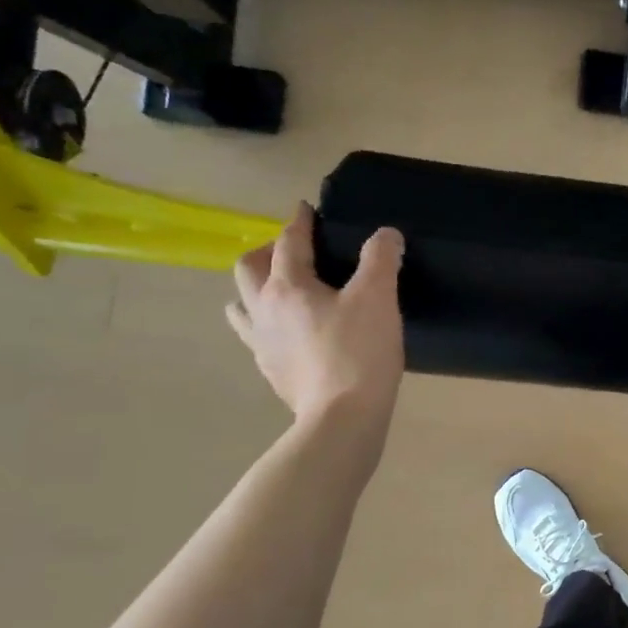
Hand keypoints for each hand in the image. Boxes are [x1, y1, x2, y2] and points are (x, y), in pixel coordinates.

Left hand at [227, 203, 405, 434]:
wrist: (342, 418)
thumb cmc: (359, 352)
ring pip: (241, 306)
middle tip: (292, 252)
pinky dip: (267, 325)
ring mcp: (262, 345)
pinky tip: (290, 335)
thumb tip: (385, 234)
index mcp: (287, 287)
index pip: (288, 242)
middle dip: (267, 252)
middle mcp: (263, 310)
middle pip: (248, 269)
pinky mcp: (272, 372)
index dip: (299, 222)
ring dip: (255, 290)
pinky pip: (257, 339)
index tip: (305, 209)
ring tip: (279, 292)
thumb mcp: (379, 298)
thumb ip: (381, 259)